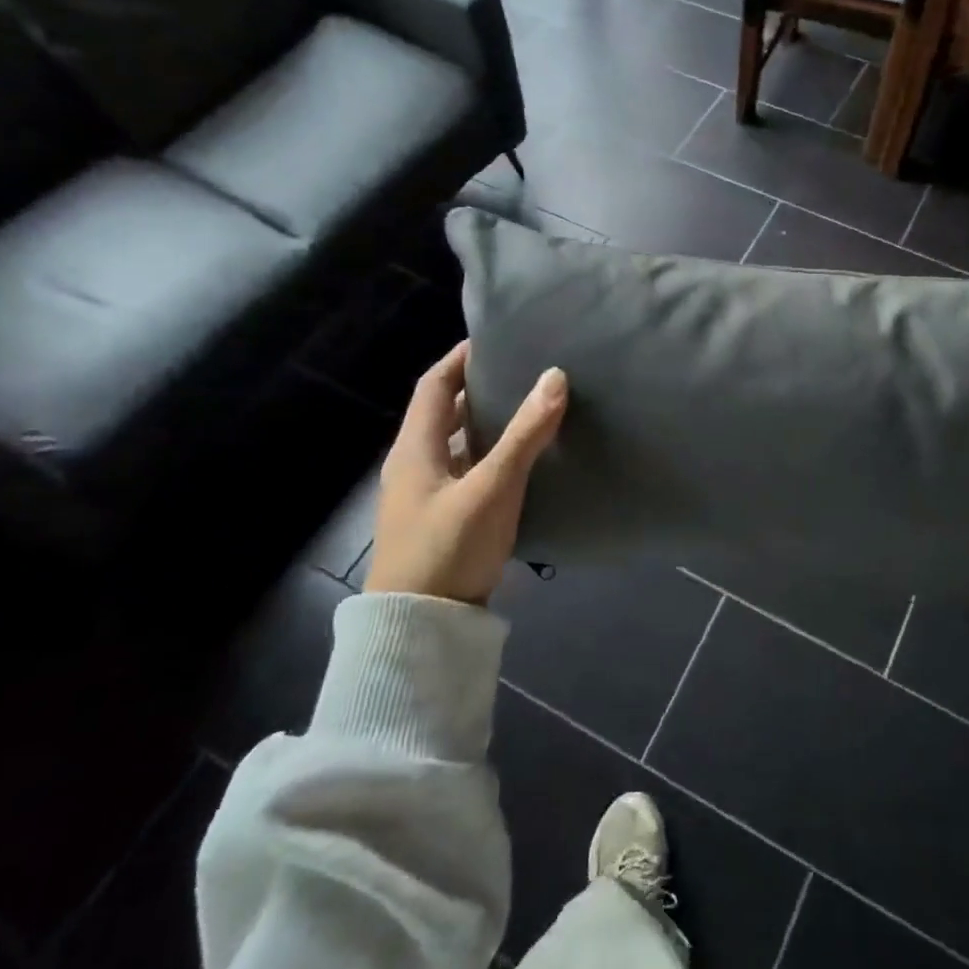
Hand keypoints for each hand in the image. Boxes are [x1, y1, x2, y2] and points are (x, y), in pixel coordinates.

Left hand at [363, 340, 566, 604]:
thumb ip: (525, 435)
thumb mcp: (492, 489)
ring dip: (484, 424)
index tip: (495, 339)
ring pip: (455, 445)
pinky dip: (488, 457)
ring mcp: (424, 496)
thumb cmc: (449, 548)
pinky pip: (464, 473)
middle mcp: (414, 465)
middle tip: (521, 371)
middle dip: (478, 388)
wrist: (419, 628)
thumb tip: (555, 376)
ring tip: (527, 409)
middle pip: (444, 413)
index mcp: (415, 448)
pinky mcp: (439, 521)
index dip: (460, 358)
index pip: (434, 385)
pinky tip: (518, 463)